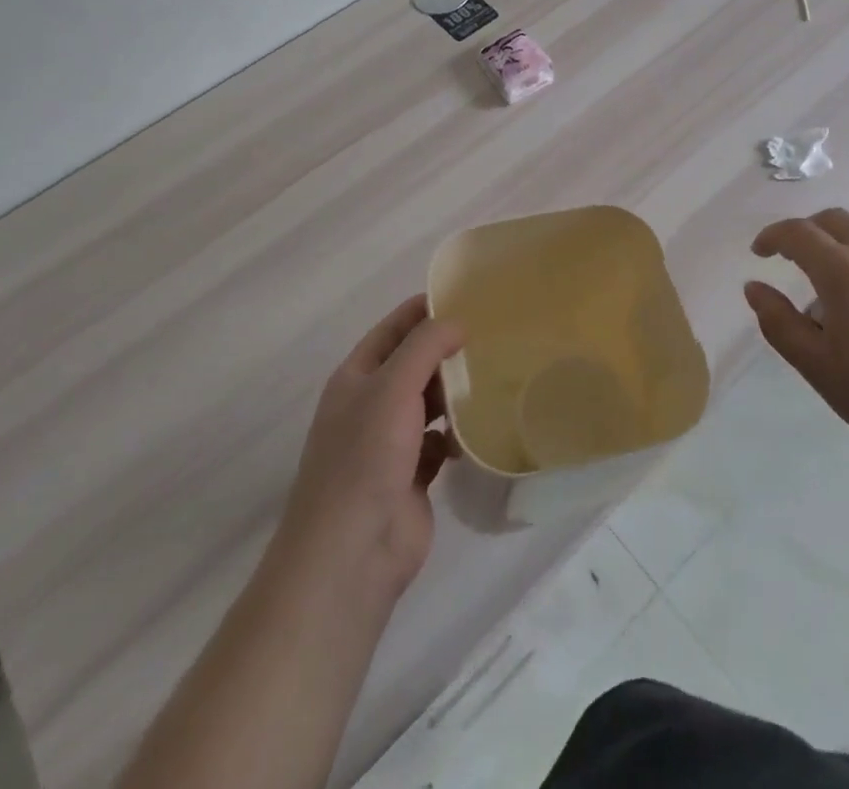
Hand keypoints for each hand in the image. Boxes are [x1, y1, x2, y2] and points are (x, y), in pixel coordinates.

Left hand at [279, 295, 463, 602]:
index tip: (464, 296)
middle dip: (447, 352)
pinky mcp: (413, 476)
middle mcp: (371, 406)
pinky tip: (483, 428)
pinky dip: (459, 434)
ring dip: (456, 393)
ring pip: (430, 404)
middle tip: (493, 335)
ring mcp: (391, 444)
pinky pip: (442, 442)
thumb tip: (456, 322)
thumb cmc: (365, 458)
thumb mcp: (392, 387)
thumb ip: (425, 347)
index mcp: (356, 379)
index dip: (422, 310)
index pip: (392, 330)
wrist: (352, 552)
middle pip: (414, 366)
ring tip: (496, 375)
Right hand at [745, 209, 848, 480]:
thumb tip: (754, 287)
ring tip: (837, 278)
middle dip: (806, 230)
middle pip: (834, 219)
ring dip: (842, 240)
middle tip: (792, 256)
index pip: (798, 233)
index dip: (772, 236)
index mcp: (843, 271)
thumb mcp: (819, 367)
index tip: (759, 252)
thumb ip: (779, 323)